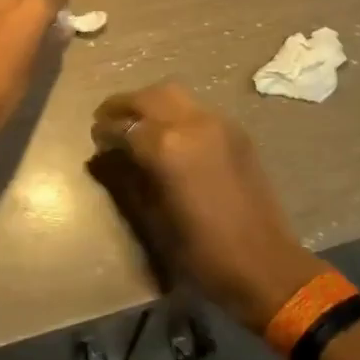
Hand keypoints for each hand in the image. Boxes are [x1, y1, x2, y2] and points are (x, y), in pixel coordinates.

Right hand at [92, 82, 322, 331]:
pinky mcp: (236, 131)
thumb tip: (106, 156)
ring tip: (136, 122)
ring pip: (174, 94)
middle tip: (107, 119)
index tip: (94, 138)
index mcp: (166, 146)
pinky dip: (175, 111)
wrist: (264, 264)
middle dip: (124, 105)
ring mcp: (218, 123)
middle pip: (148, 97)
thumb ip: (126, 178)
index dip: (104, 130)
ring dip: (150, 102)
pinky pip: (196, 108)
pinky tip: (169, 133)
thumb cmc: (201, 251)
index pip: (123, 125)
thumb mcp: (153, 218)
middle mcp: (191, 123)